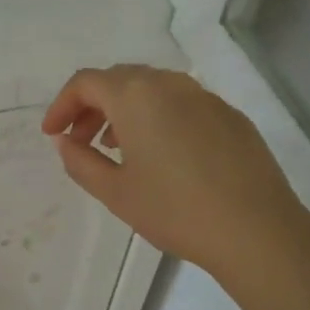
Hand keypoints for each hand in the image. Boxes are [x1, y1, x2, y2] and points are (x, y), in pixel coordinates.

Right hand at [41, 65, 309, 282]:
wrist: (256, 230)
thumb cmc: (174, 210)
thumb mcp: (114, 192)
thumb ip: (80, 162)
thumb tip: (66, 143)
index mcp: (135, 96)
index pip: (85, 82)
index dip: (61, 106)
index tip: (53, 135)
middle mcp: (170, 84)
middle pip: (119, 79)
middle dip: (91, 106)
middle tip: (80, 140)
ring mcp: (205, 97)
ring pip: (152, 89)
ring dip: (125, 110)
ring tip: (117, 148)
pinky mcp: (230, 116)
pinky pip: (182, 104)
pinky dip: (158, 117)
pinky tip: (162, 155)